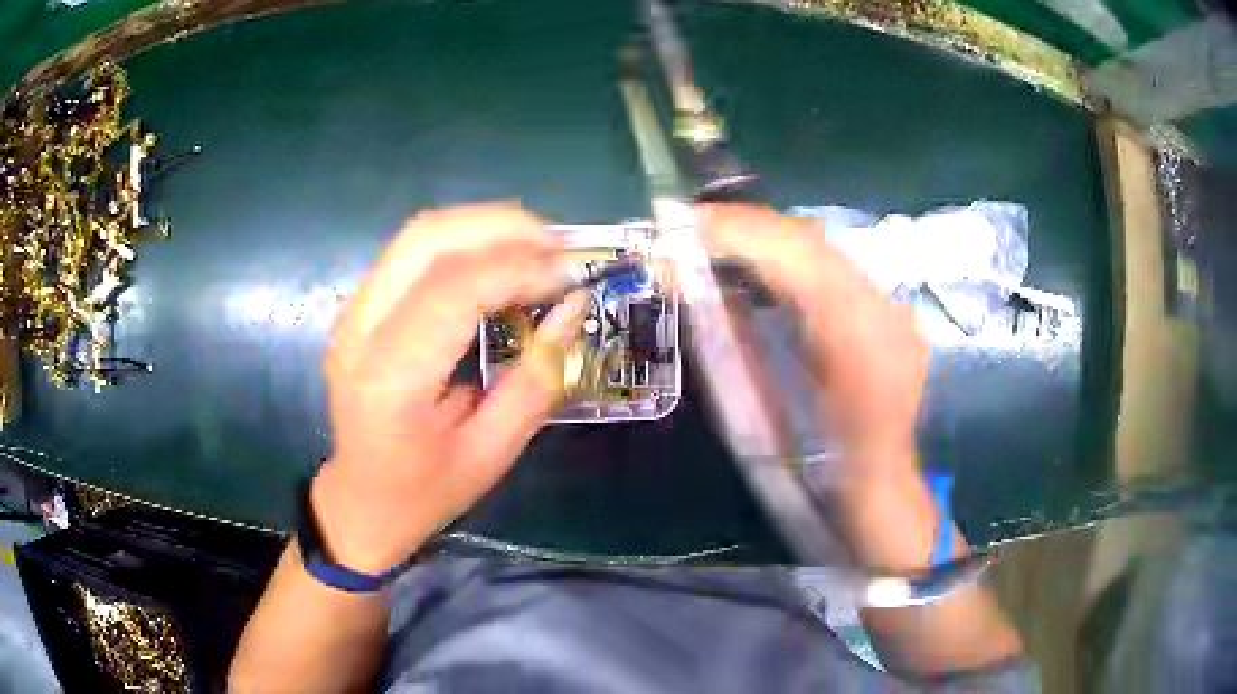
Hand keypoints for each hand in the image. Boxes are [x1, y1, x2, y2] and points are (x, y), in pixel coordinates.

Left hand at [311, 202, 585, 573]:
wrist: (361, 499)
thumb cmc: (424, 491)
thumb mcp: (491, 452)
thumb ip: (534, 380)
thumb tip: (572, 309)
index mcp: (389, 379)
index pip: (452, 291)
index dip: (517, 271)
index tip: (568, 278)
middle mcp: (360, 330)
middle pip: (426, 239)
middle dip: (500, 228)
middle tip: (557, 246)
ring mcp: (353, 313)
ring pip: (418, 235)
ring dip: (482, 227)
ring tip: (535, 247)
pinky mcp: (359, 307)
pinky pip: (412, 253)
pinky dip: (462, 244)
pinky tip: (496, 261)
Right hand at [698, 204, 929, 487]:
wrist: (877, 483)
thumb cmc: (813, 464)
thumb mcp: (764, 411)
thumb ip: (730, 341)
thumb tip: (687, 284)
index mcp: (853, 341)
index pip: (796, 258)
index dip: (741, 233)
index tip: (689, 224)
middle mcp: (883, 312)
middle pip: (814, 242)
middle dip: (751, 227)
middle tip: (698, 227)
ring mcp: (894, 310)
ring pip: (828, 249)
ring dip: (773, 240)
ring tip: (727, 240)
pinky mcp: (894, 314)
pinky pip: (839, 268)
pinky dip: (798, 259)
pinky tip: (772, 267)